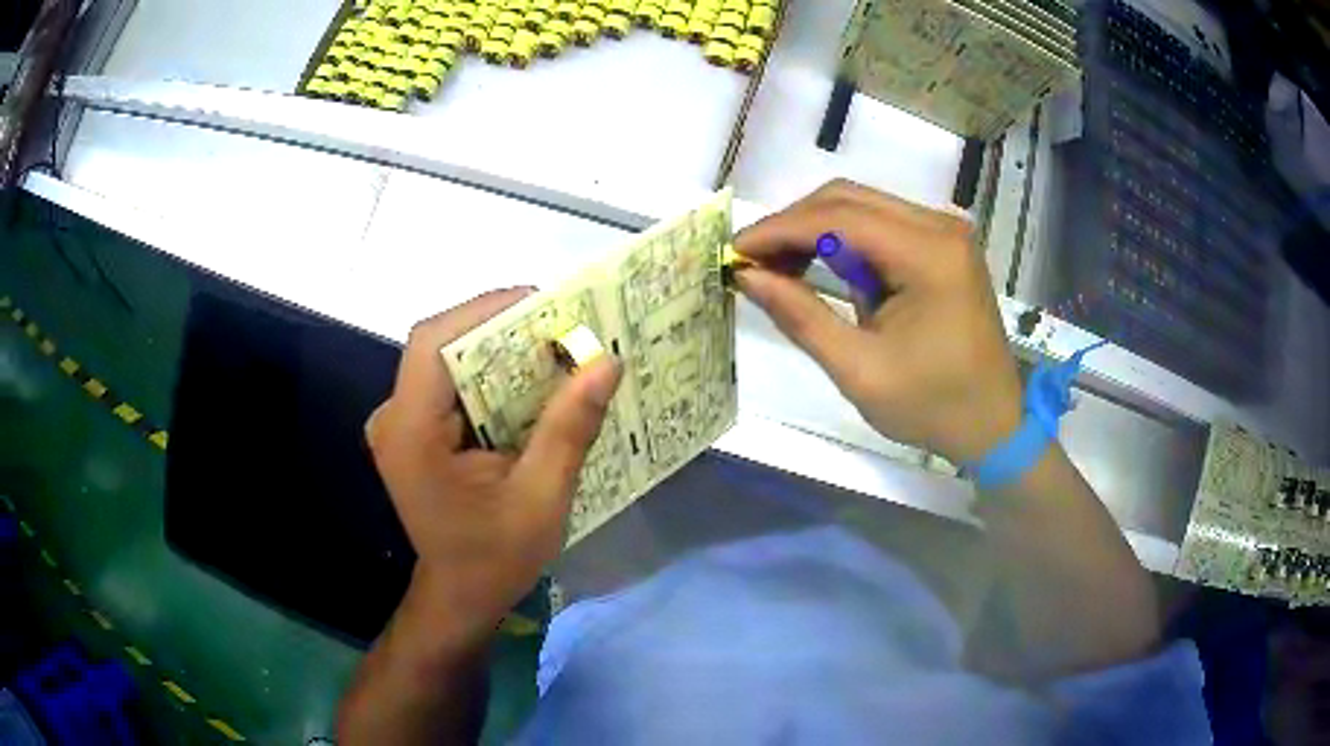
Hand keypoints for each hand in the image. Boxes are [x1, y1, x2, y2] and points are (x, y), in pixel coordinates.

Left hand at [366, 288, 621, 646]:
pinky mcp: (414, 429)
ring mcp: (400, 422)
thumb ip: (568, 428)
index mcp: (411, 433)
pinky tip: (529, 383)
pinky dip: (490, 374)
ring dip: (497, 348)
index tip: (544, 304)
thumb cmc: (496, 557)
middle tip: (559, 326)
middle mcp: (394, 417)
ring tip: (553, 347)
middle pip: (440, 343)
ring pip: (447, 358)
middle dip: (499, 326)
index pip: (433, 342)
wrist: (460, 595)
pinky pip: (451, 383)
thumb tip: (606, 362)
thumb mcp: (541, 498)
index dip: (484, 310)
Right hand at [736, 180, 1021, 464]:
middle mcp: (940, 226)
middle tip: (752, 261)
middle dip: (793, 225)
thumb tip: (746, 275)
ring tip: (778, 267)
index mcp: (929, 255)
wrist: (993, 424)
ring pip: (862, 206)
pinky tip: (819, 267)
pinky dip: (844, 240)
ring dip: (815, 230)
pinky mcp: (943, 244)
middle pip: (848, 198)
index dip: (779, 230)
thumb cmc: (931, 407)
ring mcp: (945, 231)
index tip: (734, 252)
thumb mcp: (859, 370)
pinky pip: (881, 224)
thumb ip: (801, 316)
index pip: (838, 218)